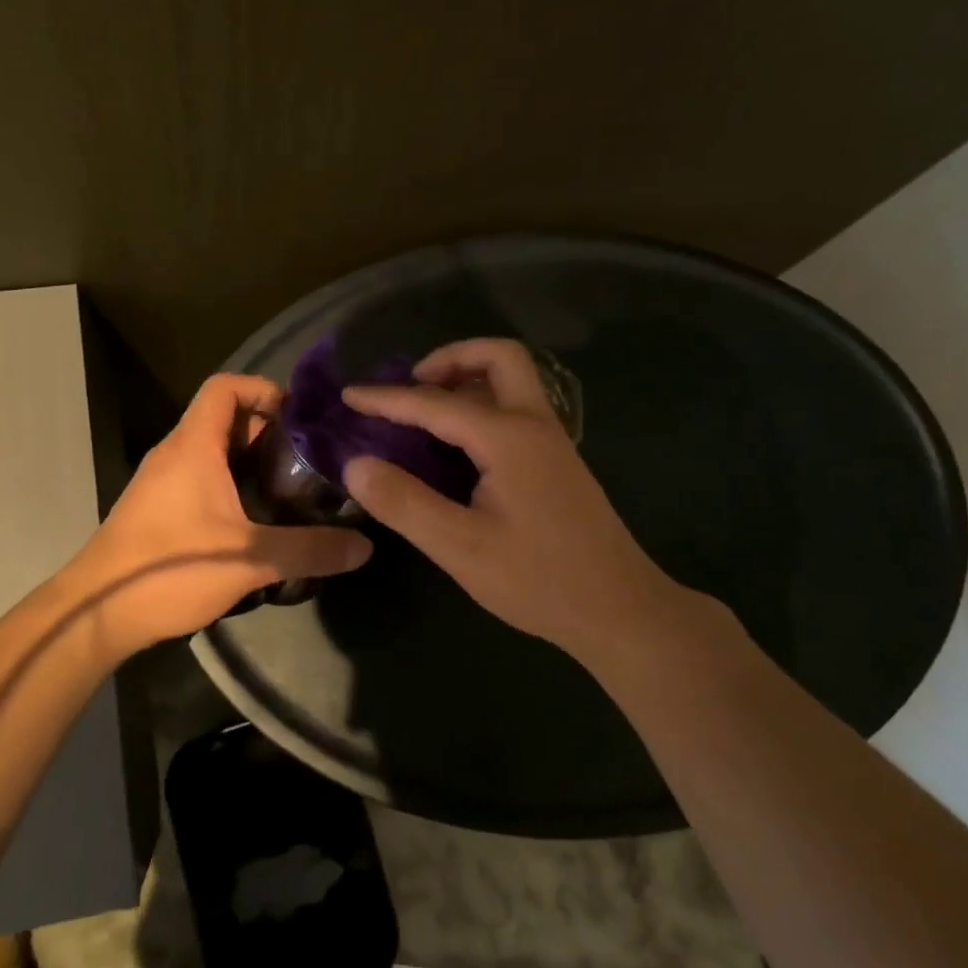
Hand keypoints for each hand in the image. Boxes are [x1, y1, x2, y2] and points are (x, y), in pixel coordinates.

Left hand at [70, 374, 372, 656]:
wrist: (95, 613)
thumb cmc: (170, 569)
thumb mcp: (248, 560)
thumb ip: (309, 551)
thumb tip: (364, 547)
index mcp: (193, 447)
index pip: (224, 387)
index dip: (263, 389)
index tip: (299, 417)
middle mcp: (174, 454)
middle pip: (222, 418)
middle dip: (266, 429)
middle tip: (307, 456)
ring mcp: (161, 482)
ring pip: (210, 450)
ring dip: (248, 459)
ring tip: (289, 485)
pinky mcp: (156, 509)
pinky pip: (198, 477)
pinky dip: (229, 482)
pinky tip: (254, 518)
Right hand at [341, 338, 695, 662]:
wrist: (620, 609)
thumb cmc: (538, 579)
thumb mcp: (460, 547)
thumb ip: (405, 502)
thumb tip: (357, 464)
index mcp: (509, 437)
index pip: (434, 403)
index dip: (386, 398)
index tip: (348, 395)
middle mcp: (535, 425)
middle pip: (498, 358)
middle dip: (450, 359)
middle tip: (412, 386)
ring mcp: (553, 442)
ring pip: (513, 381)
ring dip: (469, 379)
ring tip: (427, 411)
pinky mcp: (557, 463)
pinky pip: (517, 409)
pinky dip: (483, 405)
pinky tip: (459, 447)